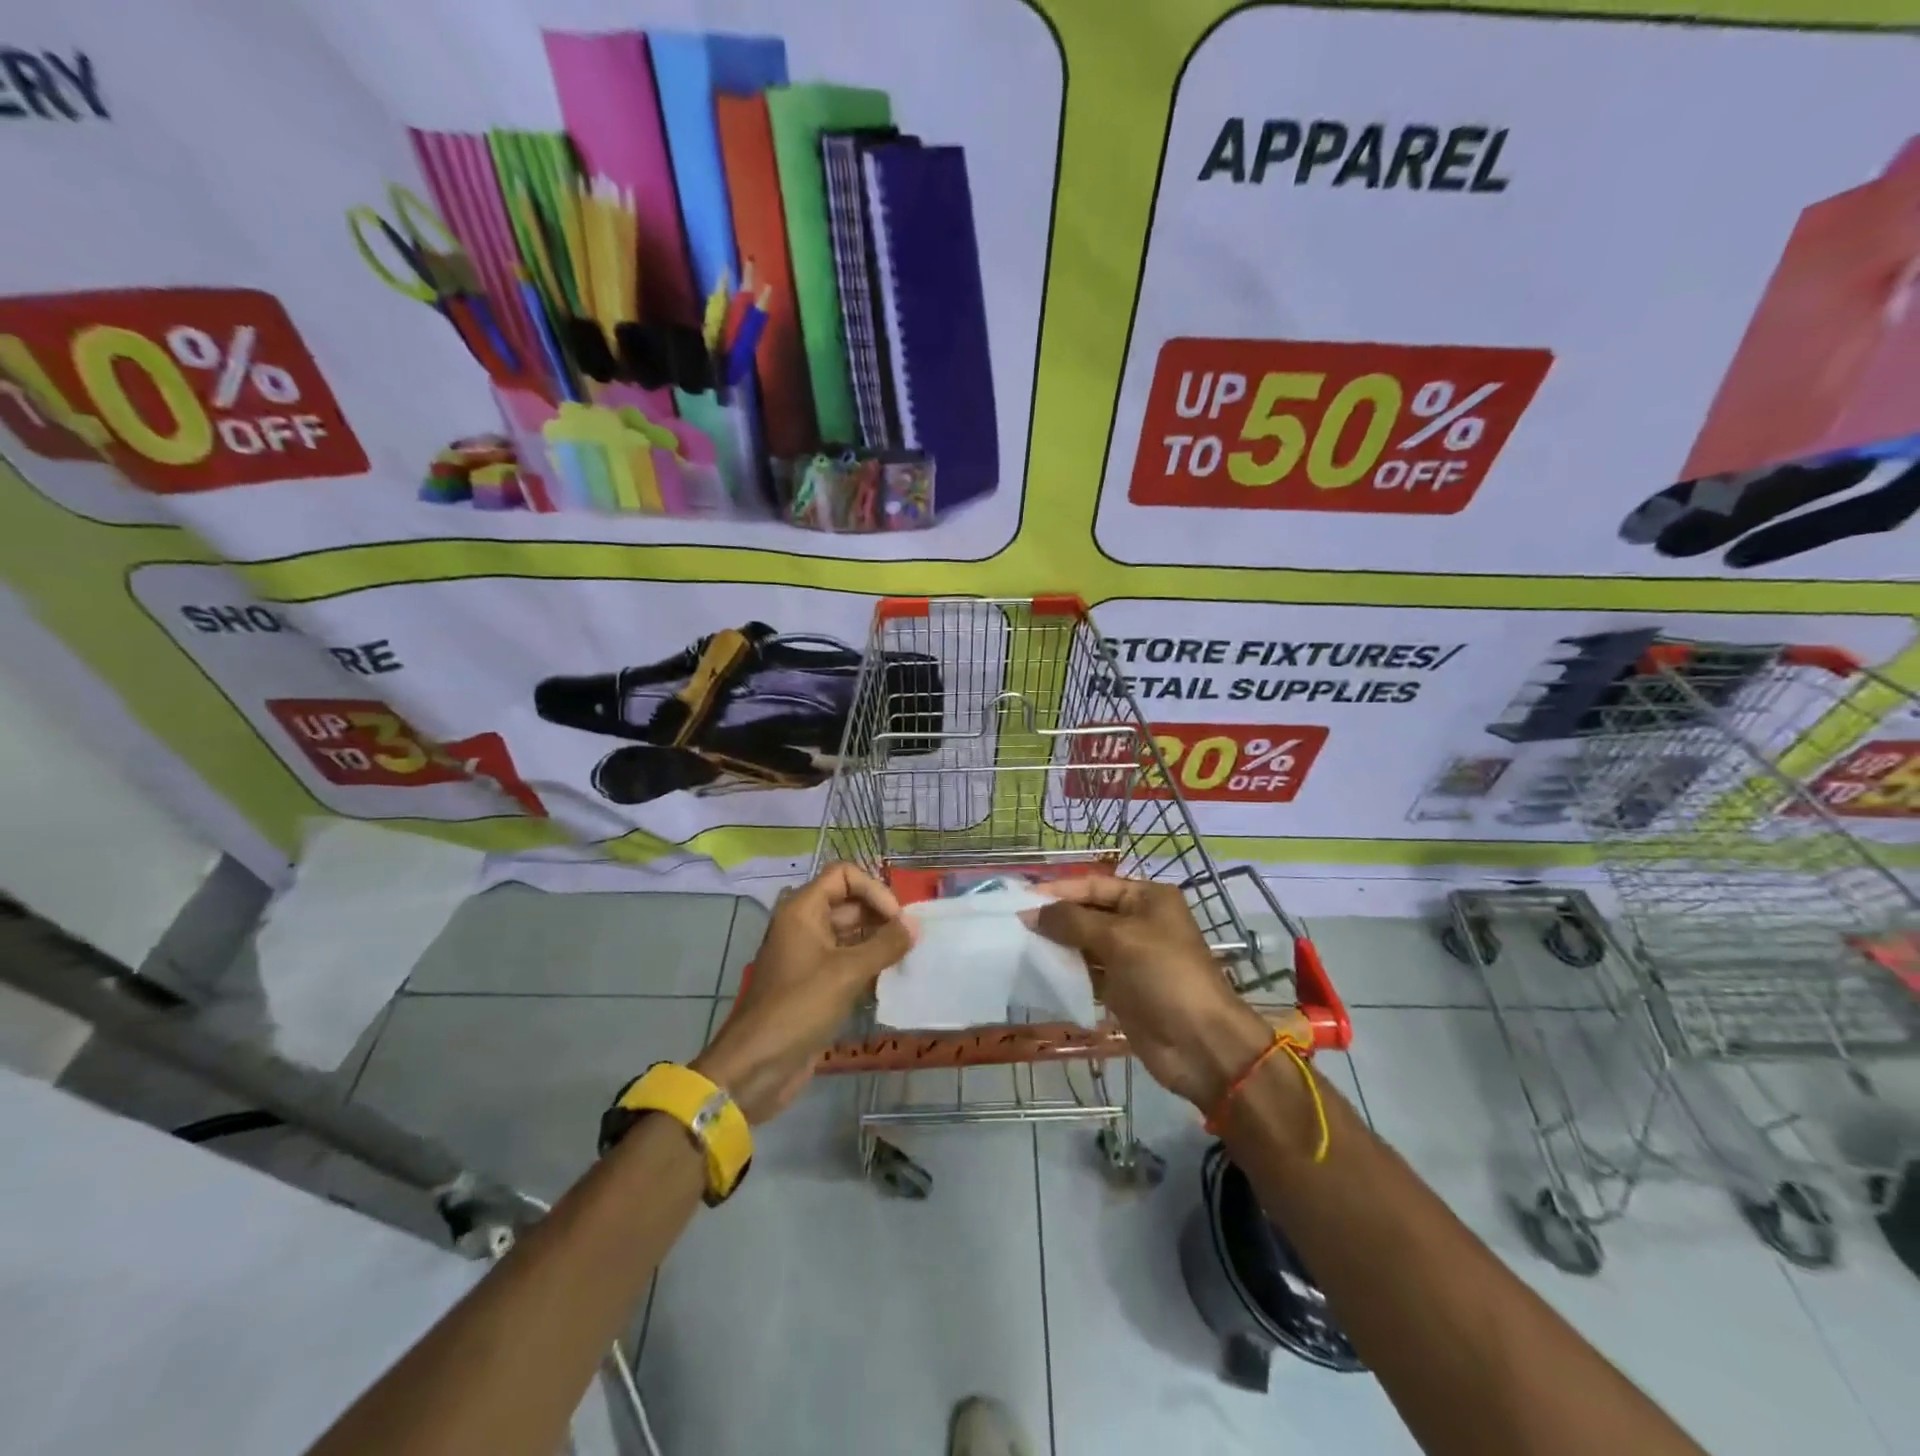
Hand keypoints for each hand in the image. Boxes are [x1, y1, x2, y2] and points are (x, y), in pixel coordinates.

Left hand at [693, 864, 912, 1123]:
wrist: (756, 1067)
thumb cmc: (798, 1008)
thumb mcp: (847, 973)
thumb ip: (885, 945)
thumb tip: (915, 924)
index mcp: (802, 910)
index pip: (844, 876)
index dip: (874, 889)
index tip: (897, 919)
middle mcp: (804, 925)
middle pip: (849, 903)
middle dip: (881, 917)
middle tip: (912, 940)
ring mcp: (808, 956)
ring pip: (850, 934)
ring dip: (878, 942)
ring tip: (908, 958)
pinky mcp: (814, 984)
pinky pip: (846, 962)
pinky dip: (869, 965)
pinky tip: (892, 980)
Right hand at [1028, 876, 1273, 1110]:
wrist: (1200, 1043)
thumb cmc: (1164, 975)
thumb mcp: (1118, 939)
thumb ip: (1071, 922)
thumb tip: (1031, 913)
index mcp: (1147, 898)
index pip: (1093, 885)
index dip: (1059, 891)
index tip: (1020, 900)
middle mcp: (1139, 922)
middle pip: (1088, 913)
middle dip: (1055, 918)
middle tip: (1014, 924)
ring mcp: (1131, 957)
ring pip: (1085, 943)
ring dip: (1057, 945)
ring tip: (1019, 946)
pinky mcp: (1123, 989)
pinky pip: (1088, 972)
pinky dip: (1067, 971)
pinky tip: (1039, 972)